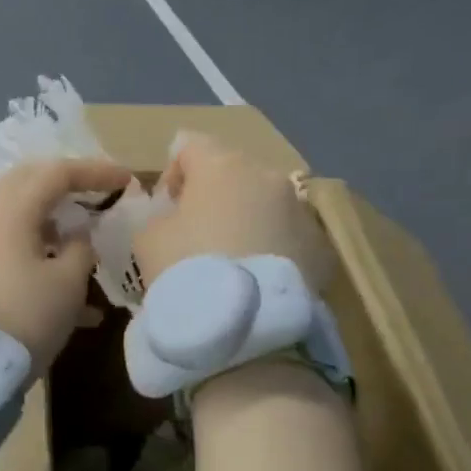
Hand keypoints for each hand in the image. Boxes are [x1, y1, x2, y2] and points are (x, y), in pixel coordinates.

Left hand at [0, 158, 131, 373]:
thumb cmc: (26, 314)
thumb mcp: (67, 282)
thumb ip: (80, 249)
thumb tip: (78, 236)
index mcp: (13, 210)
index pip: (57, 173)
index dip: (95, 172)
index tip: (127, 181)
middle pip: (30, 185)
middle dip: (66, 186)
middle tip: (96, 194)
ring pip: (21, 220)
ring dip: (55, 226)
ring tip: (86, 246)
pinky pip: (13, 251)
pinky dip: (43, 259)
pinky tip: (76, 304)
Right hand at [134, 134, 332, 292]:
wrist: (244, 324)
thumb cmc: (187, 268)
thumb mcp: (149, 238)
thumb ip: (160, 216)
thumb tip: (175, 218)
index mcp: (222, 164)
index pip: (190, 146)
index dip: (173, 173)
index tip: (166, 208)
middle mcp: (268, 176)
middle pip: (233, 172)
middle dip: (215, 196)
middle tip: (198, 233)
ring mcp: (300, 210)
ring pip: (265, 203)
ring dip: (247, 220)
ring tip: (231, 259)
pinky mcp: (321, 246)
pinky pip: (287, 235)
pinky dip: (271, 247)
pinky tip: (256, 278)